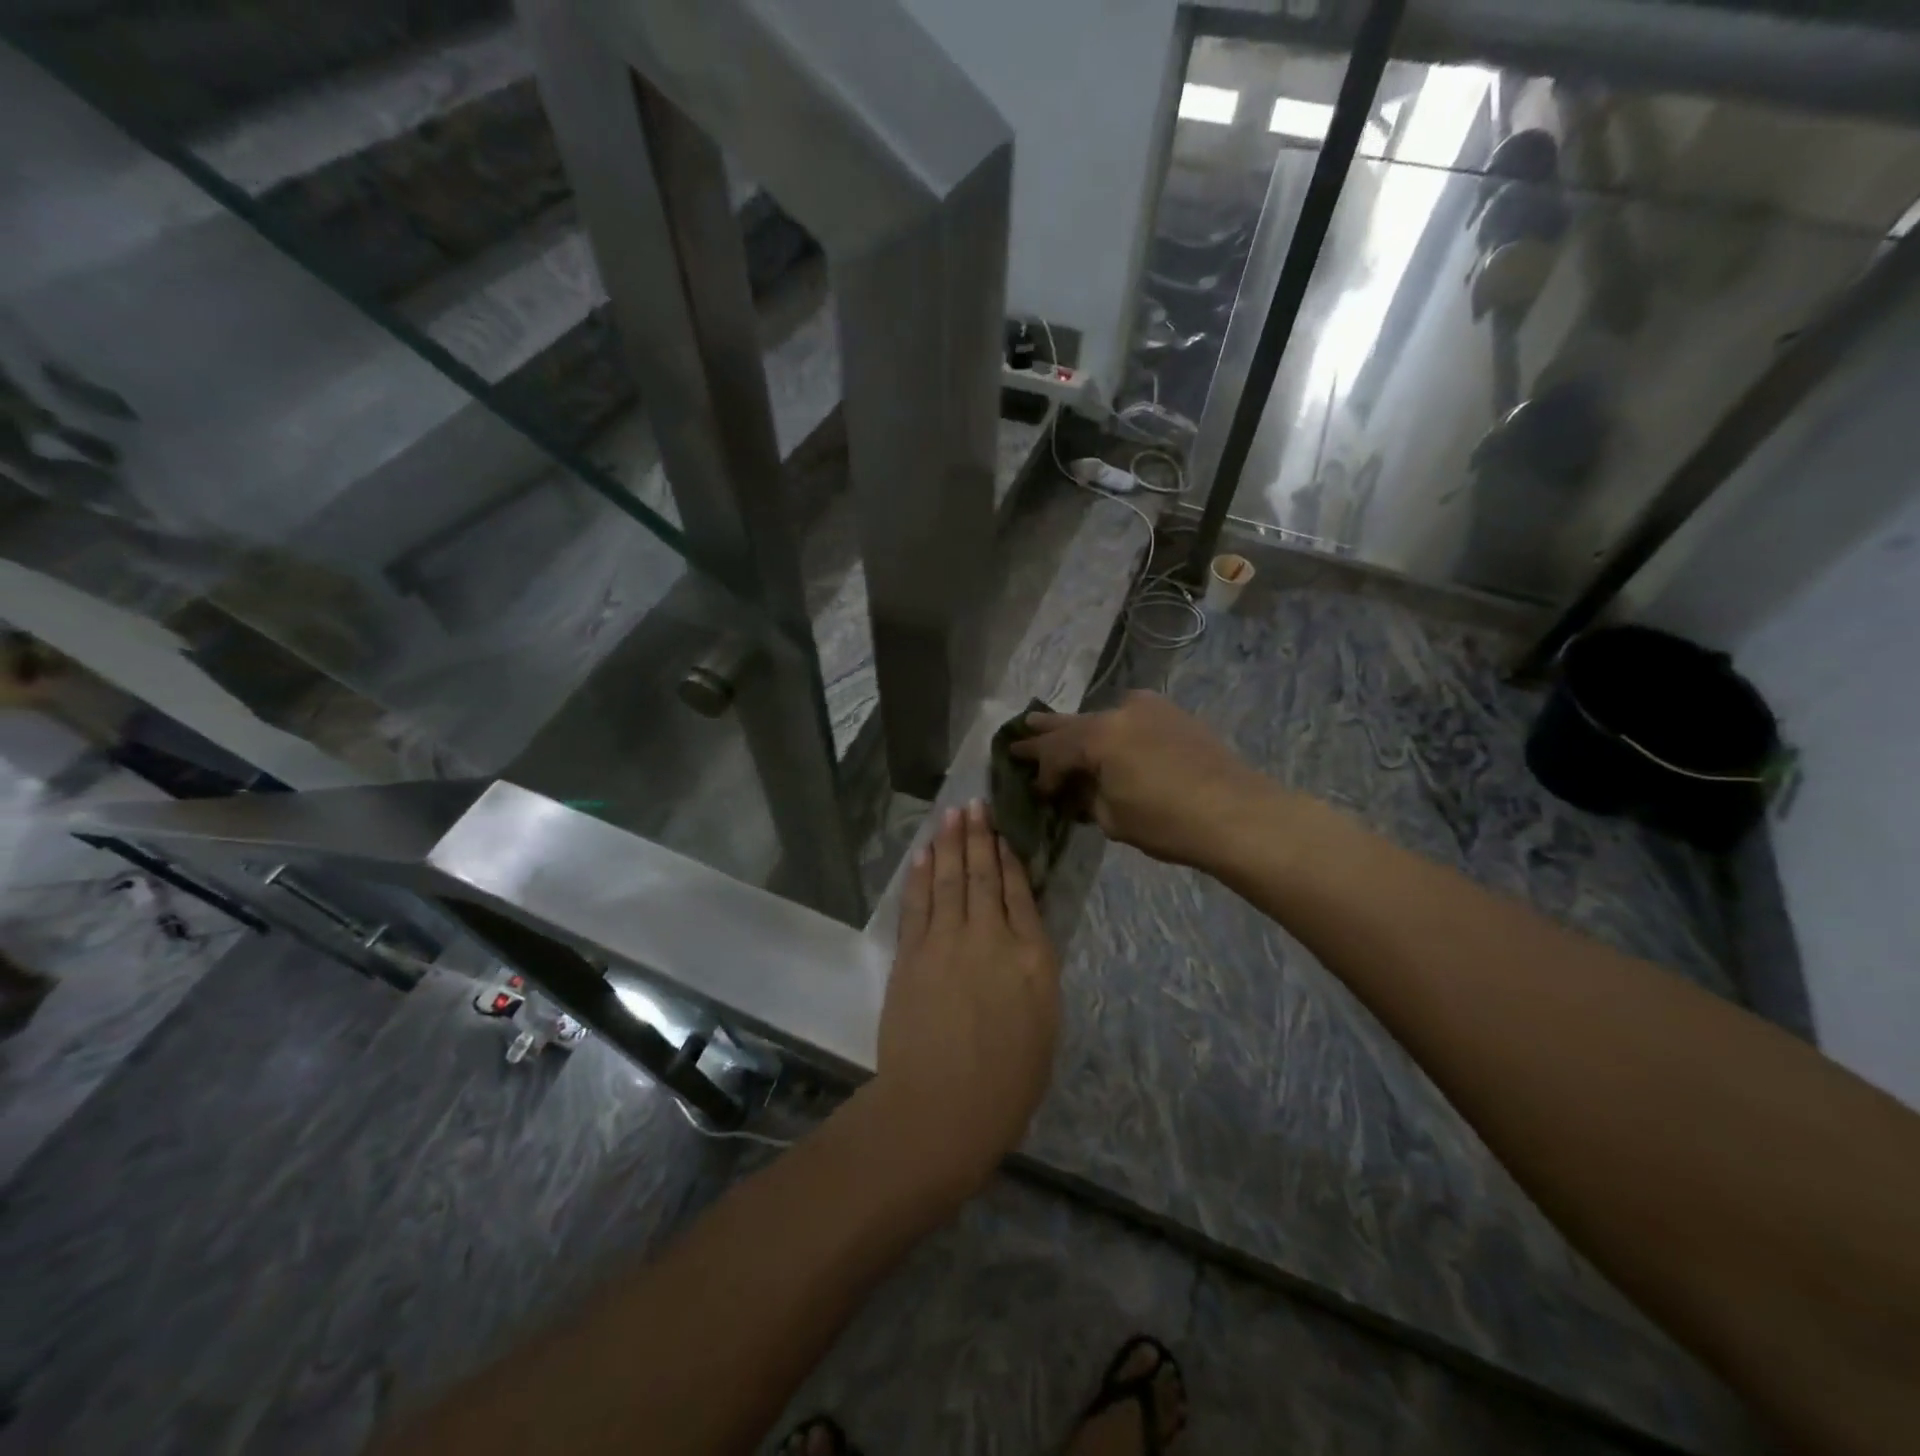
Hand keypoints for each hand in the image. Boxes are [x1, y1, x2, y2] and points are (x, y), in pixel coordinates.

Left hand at [869, 799, 1059, 1199]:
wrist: (943, 1109)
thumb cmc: (1007, 1083)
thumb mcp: (1043, 1025)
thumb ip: (1033, 973)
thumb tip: (1022, 940)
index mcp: (1033, 958)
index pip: (1021, 894)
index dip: (1010, 859)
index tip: (1004, 833)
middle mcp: (991, 938)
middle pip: (984, 876)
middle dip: (980, 837)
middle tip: (975, 804)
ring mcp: (947, 942)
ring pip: (951, 880)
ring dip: (952, 844)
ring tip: (953, 814)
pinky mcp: (913, 954)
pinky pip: (919, 903)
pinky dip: (922, 875)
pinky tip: (925, 854)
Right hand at [1011, 690, 1273, 869]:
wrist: (1238, 814)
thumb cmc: (1168, 822)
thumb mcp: (1112, 818)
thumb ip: (1086, 798)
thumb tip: (1076, 791)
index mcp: (1099, 736)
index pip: (1056, 752)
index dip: (1042, 772)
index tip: (1036, 790)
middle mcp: (1119, 711)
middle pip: (1072, 724)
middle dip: (1045, 733)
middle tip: (1018, 734)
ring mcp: (1149, 707)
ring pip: (1101, 716)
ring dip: (1077, 727)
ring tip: (1047, 724)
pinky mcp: (1173, 714)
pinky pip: (1129, 716)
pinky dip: (1110, 726)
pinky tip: (1103, 732)